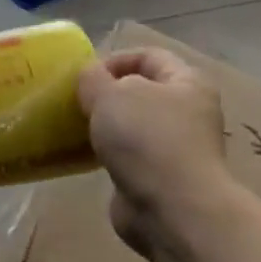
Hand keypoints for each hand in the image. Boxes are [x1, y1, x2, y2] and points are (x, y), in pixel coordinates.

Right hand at [76, 48, 231, 257]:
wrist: (171, 206)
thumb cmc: (146, 138)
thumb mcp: (110, 94)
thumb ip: (93, 77)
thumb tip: (91, 77)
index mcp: (187, 82)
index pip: (148, 55)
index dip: (113, 59)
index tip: (83, 76)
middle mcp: (187, 110)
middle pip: (139, 90)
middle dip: (104, 93)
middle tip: (73, 101)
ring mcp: (174, 145)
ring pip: (130, 122)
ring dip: (102, 123)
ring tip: (73, 127)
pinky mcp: (157, 173)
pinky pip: (126, 152)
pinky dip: (104, 150)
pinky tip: (83, 154)